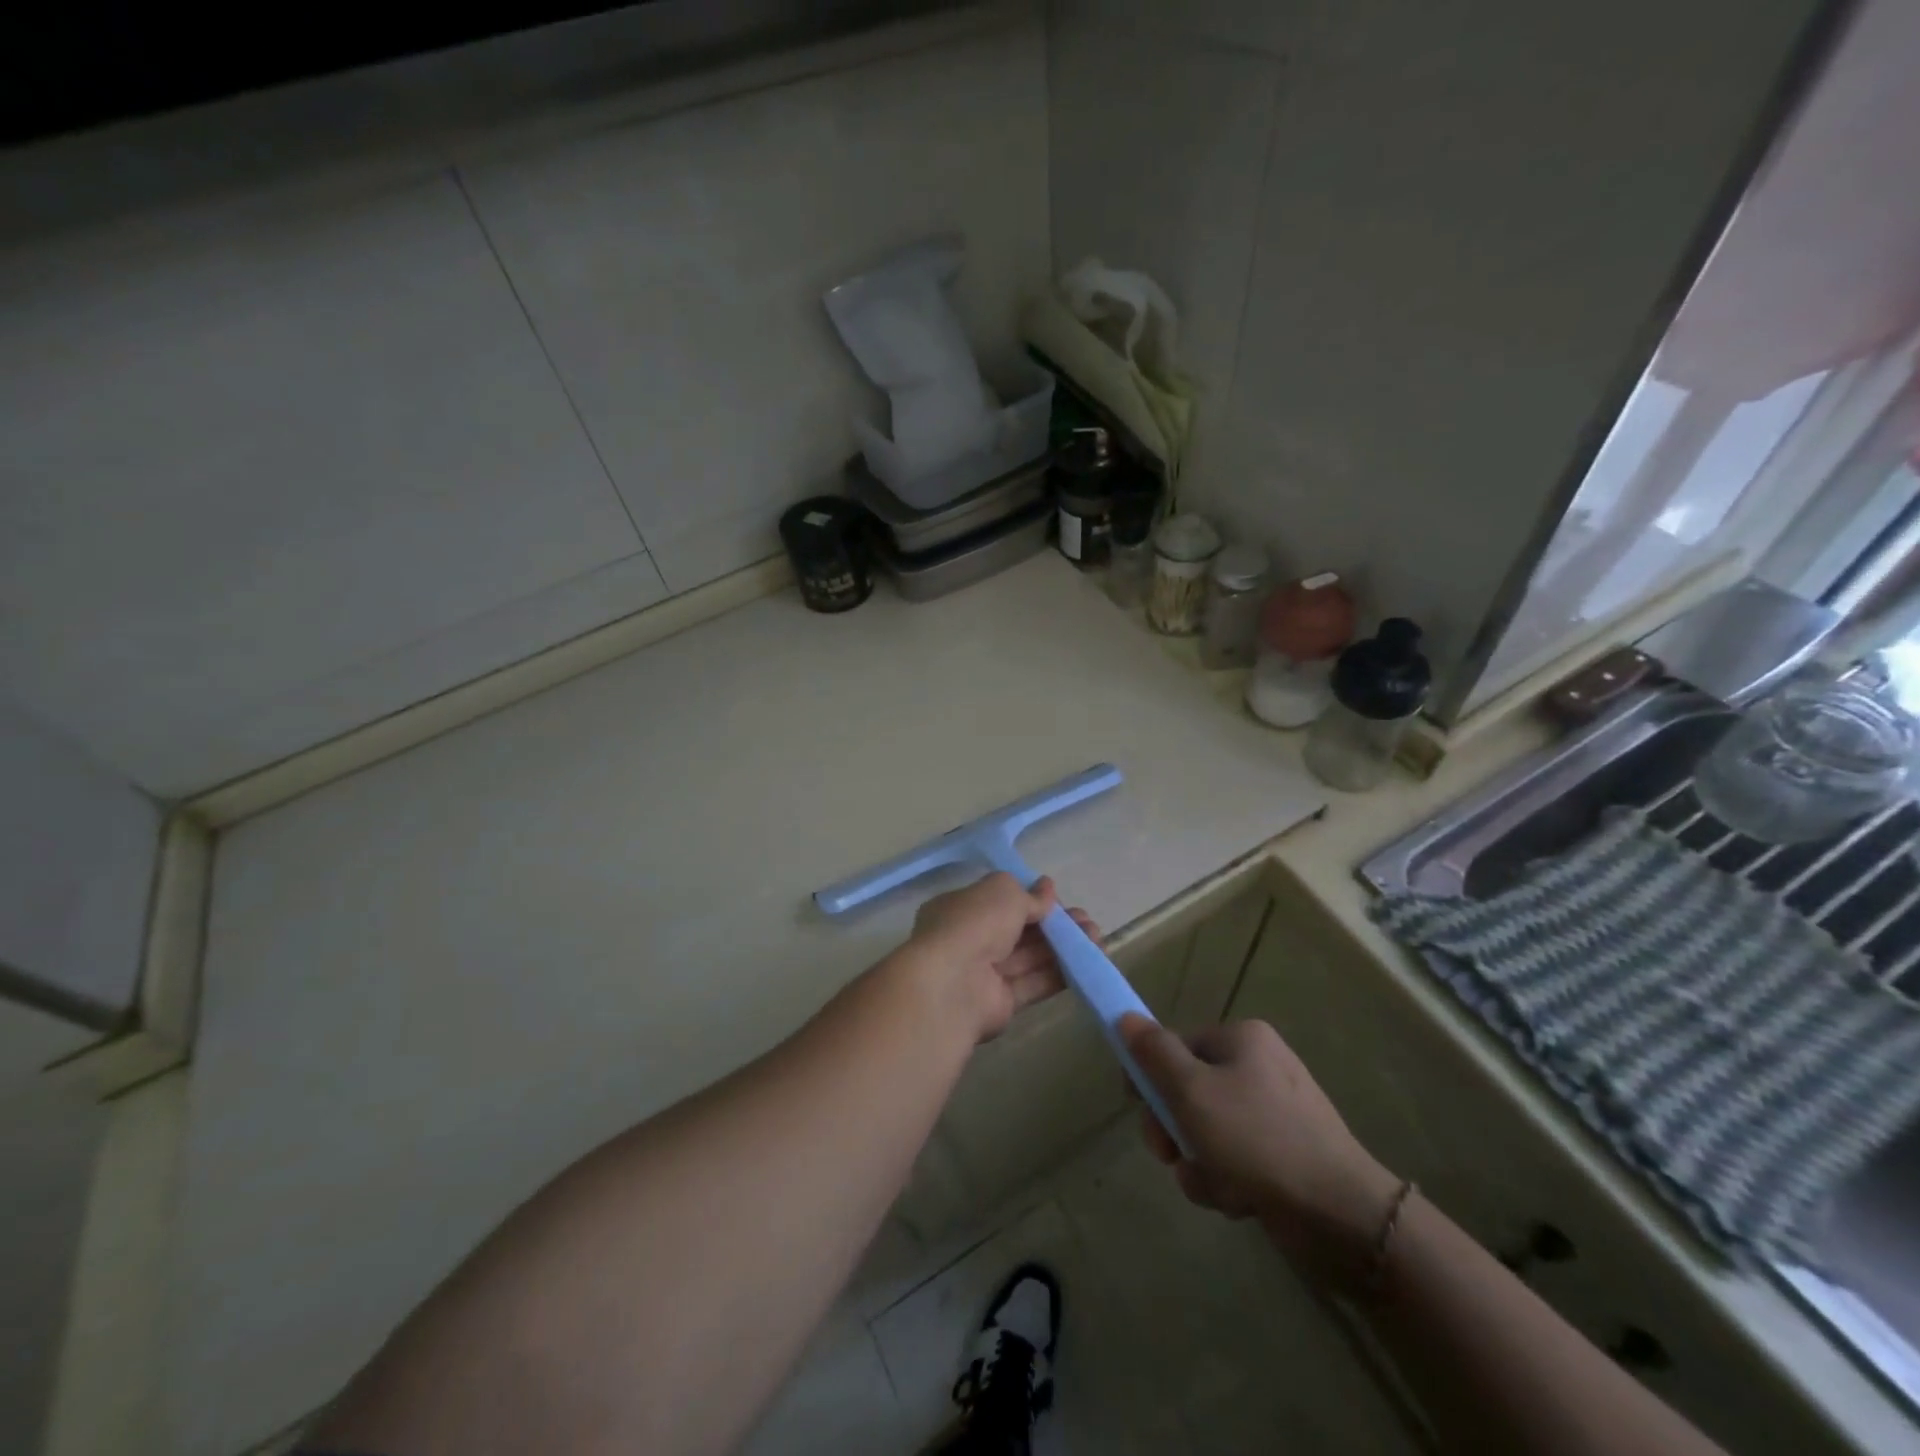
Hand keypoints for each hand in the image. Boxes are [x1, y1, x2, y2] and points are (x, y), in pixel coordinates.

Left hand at [900, 872, 1093, 1040]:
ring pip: (1029, 957)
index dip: (1028, 898)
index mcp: (959, 909)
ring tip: (1095, 937)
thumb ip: (1028, 894)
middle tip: (1085, 920)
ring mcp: (983, 974)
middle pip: (1017, 930)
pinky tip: (1087, 962)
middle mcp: (969, 940)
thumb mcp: (1002, 891)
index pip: (997, 901)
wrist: (952, 985)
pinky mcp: (1000, 1003)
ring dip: (1062, 946)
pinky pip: (1033, 983)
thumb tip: (1047, 888)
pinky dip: (1059, 972)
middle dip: (1052, 924)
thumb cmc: (973, 924)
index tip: (1056, 898)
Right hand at [1120, 1015, 1402, 1285]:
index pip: (1175, 1046)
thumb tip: (1124, 1017)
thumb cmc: (1258, 1140)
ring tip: (1217, 1185)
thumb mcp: (1192, 1091)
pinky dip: (1225, 1181)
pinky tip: (1238, 1201)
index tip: (1137, 1106)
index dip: (1150, 1076)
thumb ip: (1153, 1053)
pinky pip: (1232, 1161)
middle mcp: (1258, 1068)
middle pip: (1187, 1090)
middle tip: (1168, 1153)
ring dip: (1198, 1162)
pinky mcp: (1283, 1157)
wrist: (1341, 1216)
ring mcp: (1273, 1114)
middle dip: (1174, 1128)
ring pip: (1205, 1132)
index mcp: (1241, 1039)